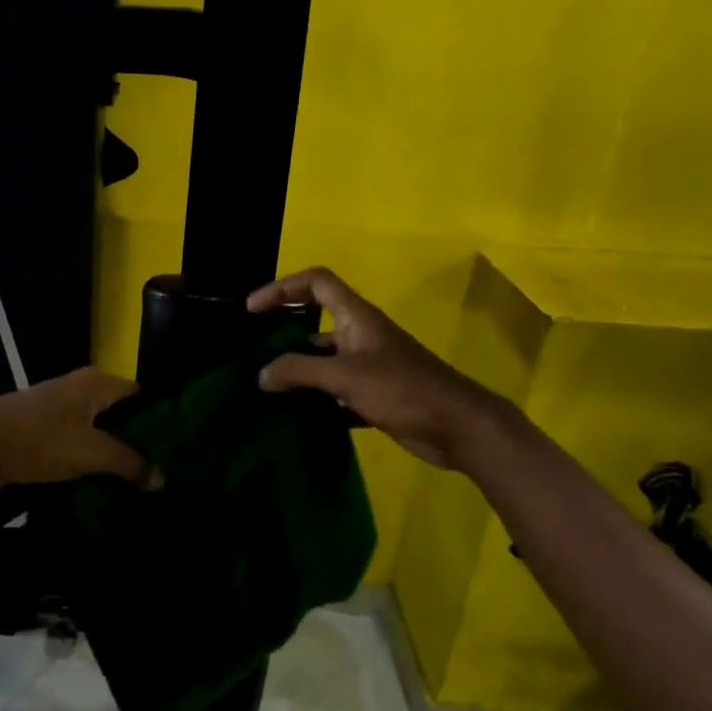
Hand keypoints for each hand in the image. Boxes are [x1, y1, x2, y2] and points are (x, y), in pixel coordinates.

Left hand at [0, 368, 152, 493]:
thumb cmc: (39, 440)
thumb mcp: (91, 453)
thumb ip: (130, 463)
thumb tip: (162, 478)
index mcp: (98, 382)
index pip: (142, 395)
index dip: (161, 420)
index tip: (178, 450)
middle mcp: (81, 387)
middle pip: (122, 413)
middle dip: (139, 441)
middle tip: (161, 472)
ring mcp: (60, 407)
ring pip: (100, 429)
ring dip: (115, 453)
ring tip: (139, 482)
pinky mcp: (44, 428)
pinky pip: (80, 441)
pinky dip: (92, 459)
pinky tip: (105, 482)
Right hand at [248, 267, 522, 471]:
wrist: (459, 427)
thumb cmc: (403, 389)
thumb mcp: (345, 375)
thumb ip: (300, 371)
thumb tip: (262, 374)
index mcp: (357, 317)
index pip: (316, 283)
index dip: (283, 288)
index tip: (253, 310)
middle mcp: (360, 335)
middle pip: (315, 321)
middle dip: (283, 332)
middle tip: (253, 351)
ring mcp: (368, 365)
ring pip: (323, 359)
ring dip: (297, 369)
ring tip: (265, 386)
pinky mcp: (373, 394)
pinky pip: (334, 389)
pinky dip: (314, 398)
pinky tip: (294, 414)